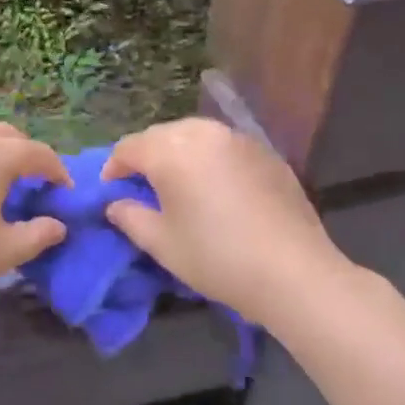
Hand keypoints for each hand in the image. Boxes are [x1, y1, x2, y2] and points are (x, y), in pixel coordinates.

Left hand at [0, 120, 69, 318]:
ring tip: (7, 182)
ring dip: (1, 150)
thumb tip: (57, 225)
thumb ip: (39, 234)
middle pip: (11, 136)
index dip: (57, 173)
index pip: (38, 154)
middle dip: (29, 156)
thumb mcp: (6, 250)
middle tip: (37, 187)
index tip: (65, 195)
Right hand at [101, 117, 352, 321]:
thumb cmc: (217, 258)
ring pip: (194, 135)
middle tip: (142, 187)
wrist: (293, 271)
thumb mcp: (161, 244)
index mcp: (171, 150)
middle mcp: (203, 133)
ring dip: (178, 153)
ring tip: (178, 183)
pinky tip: (216, 188)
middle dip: (146, 156)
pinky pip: (224, 146)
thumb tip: (116, 204)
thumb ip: (130, 217)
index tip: (111, 190)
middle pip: (161, 135)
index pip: (129, 147)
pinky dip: (210, 159)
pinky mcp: (266, 152)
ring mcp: (238, 139)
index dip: (114, 167)